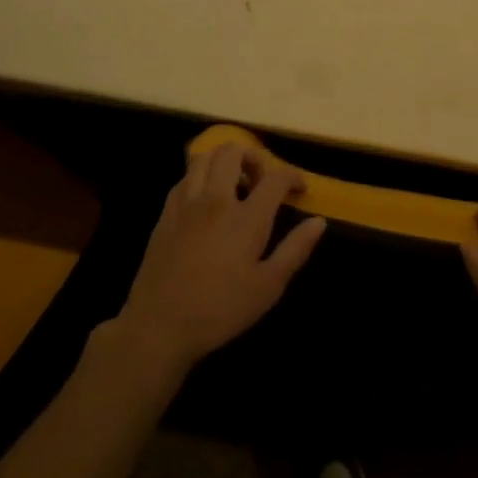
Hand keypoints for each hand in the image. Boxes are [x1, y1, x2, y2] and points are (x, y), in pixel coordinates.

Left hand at [112, 140, 325, 379]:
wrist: (159, 326)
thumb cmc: (220, 309)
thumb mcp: (268, 287)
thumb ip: (295, 249)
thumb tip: (318, 221)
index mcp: (246, 217)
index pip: (275, 177)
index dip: (292, 176)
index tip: (299, 188)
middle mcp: (216, 199)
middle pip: (234, 151)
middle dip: (254, 158)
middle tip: (261, 182)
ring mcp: (186, 203)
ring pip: (204, 156)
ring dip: (224, 161)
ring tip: (233, 186)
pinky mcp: (165, 213)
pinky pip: (184, 177)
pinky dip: (200, 177)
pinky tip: (205, 202)